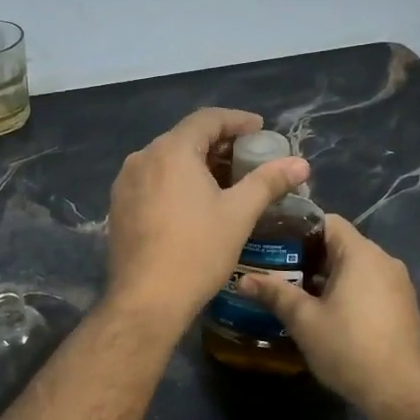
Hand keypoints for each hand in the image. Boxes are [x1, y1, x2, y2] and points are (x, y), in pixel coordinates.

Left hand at [104, 108, 309, 328]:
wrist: (146, 300)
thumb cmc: (197, 251)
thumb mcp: (239, 214)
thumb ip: (268, 182)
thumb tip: (301, 164)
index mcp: (171, 151)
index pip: (206, 119)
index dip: (236, 120)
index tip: (260, 129)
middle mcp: (142, 158)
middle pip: (184, 138)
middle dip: (218, 144)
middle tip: (247, 158)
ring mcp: (125, 183)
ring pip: (166, 161)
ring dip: (196, 164)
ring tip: (224, 181)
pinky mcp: (118, 207)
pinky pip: (152, 181)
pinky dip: (176, 182)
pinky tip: (193, 204)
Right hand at [238, 215, 419, 417]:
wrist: (401, 394)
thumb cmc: (349, 348)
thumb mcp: (304, 320)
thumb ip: (274, 293)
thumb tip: (242, 280)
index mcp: (361, 254)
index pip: (327, 221)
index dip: (298, 228)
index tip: (272, 241)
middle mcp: (384, 261)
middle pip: (341, 244)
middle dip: (307, 255)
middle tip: (275, 269)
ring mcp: (398, 284)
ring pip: (355, 267)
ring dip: (326, 276)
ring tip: (294, 292)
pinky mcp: (403, 307)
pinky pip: (369, 285)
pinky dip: (346, 290)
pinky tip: (325, 313)